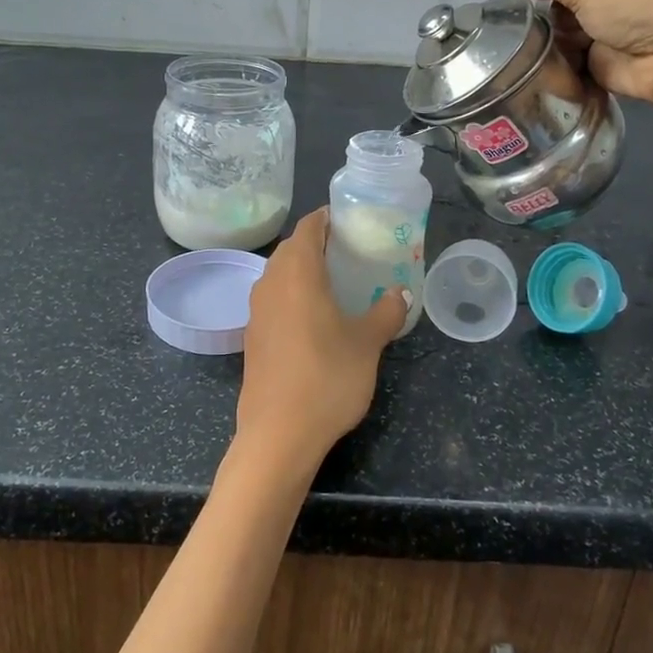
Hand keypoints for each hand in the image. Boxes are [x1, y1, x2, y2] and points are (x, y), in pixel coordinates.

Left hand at [239, 209, 407, 474]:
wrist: (278, 434)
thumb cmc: (327, 377)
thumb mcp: (368, 343)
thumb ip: (387, 312)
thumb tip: (400, 293)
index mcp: (297, 271)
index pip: (309, 226)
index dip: (329, 218)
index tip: (352, 220)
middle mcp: (270, 282)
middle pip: (292, 248)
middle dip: (318, 244)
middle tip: (351, 252)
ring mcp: (256, 310)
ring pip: (280, 275)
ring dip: (304, 271)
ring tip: (337, 283)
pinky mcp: (252, 336)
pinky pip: (274, 300)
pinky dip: (293, 296)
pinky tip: (316, 318)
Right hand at [513, 0, 652, 108]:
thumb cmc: (633, 8)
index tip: (515, 2)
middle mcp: (606, 2)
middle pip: (560, 8)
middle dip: (542, 19)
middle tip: (519, 32)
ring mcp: (603, 36)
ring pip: (562, 38)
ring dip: (547, 45)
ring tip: (523, 54)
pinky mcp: (601, 66)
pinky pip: (570, 65)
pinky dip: (556, 68)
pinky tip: (536, 72)